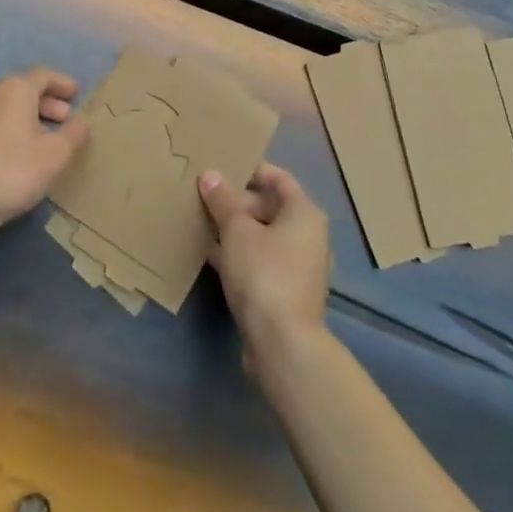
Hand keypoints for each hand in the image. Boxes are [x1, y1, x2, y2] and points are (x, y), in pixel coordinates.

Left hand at [0, 68, 87, 236]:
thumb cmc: (14, 170)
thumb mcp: (56, 154)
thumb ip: (74, 133)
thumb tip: (80, 122)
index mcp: (15, 88)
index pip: (44, 75)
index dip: (63, 83)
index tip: (77, 94)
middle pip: (23, 88)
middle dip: (47, 101)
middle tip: (65, 118)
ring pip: (6, 105)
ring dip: (28, 115)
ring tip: (44, 136)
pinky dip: (10, 127)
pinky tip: (18, 149)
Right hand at [199, 164, 331, 358]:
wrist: (283, 345)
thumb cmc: (264, 274)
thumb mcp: (236, 231)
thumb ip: (222, 200)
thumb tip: (210, 175)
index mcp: (305, 213)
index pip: (279, 178)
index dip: (252, 170)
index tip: (223, 166)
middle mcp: (309, 237)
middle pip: (271, 207)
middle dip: (238, 202)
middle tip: (206, 197)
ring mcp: (300, 267)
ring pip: (264, 237)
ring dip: (237, 231)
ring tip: (203, 222)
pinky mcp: (288, 293)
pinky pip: (262, 262)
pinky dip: (240, 255)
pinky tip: (211, 255)